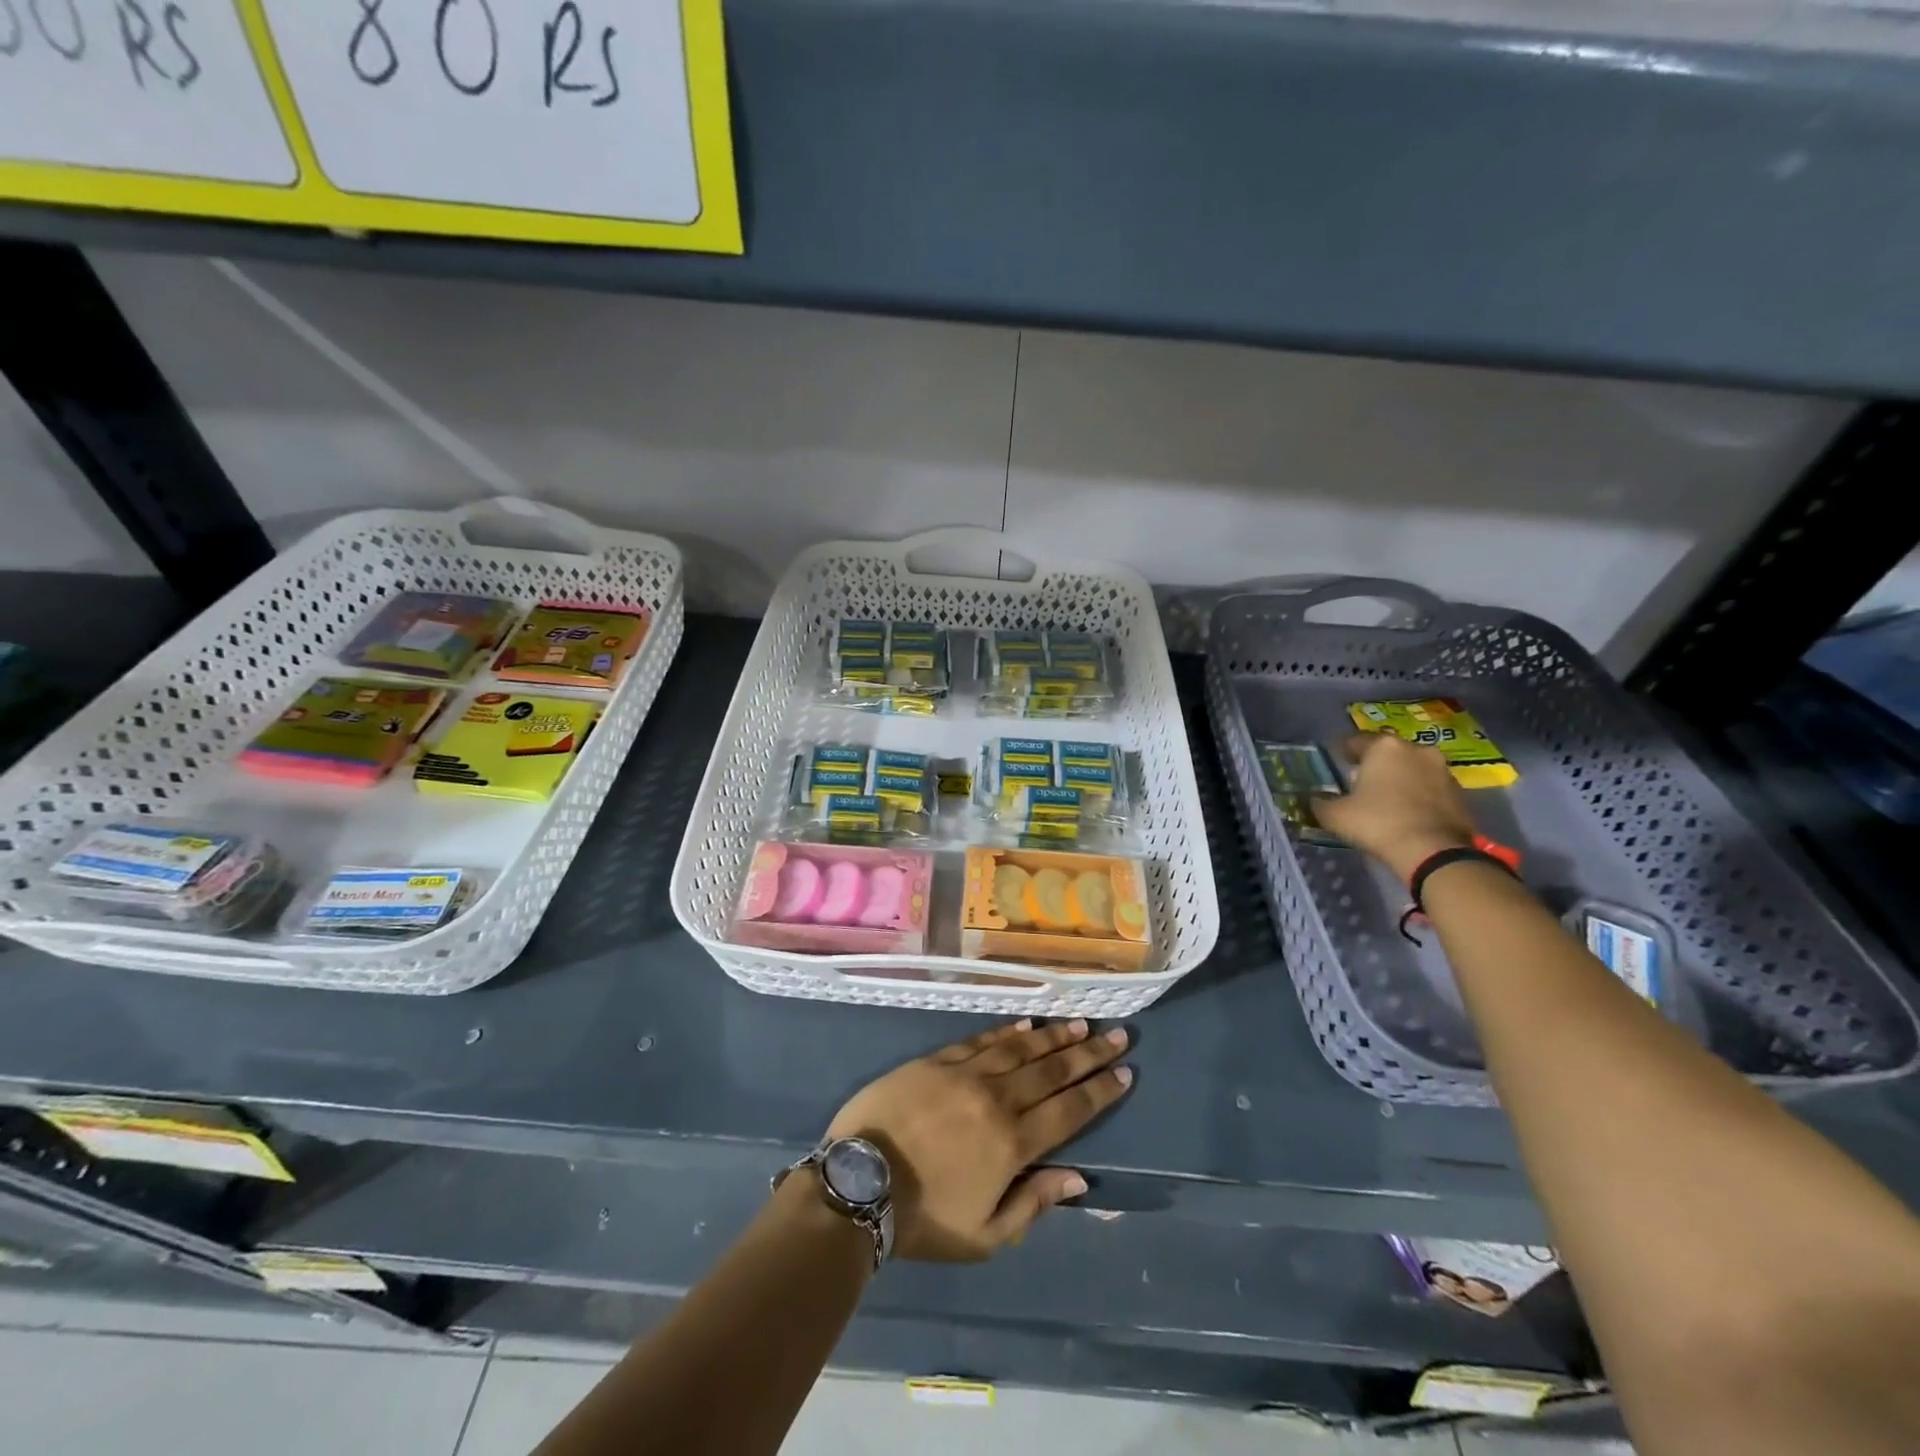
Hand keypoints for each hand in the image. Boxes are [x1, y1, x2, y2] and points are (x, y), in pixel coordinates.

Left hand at [826, 1019, 1131, 1261]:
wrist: (859, 1183)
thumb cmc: (924, 1219)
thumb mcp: (985, 1235)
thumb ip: (1033, 1203)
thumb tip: (1078, 1178)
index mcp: (1013, 1143)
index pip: (1070, 1110)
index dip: (1100, 1091)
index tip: (1125, 1073)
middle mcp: (997, 1099)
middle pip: (1053, 1071)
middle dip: (1089, 1054)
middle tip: (1118, 1037)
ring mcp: (966, 1074)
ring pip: (1021, 1049)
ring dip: (1054, 1036)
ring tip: (1080, 1024)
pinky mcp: (938, 1060)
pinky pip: (981, 1040)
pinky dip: (1007, 1031)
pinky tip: (1026, 1024)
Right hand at [1314, 732, 1478, 880]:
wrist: (1434, 852)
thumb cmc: (1378, 823)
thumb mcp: (1334, 815)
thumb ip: (1320, 803)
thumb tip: (1315, 800)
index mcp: (1384, 747)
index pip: (1355, 741)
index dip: (1343, 752)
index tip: (1336, 764)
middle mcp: (1416, 750)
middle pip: (1388, 753)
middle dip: (1374, 765)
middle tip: (1360, 783)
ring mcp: (1443, 770)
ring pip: (1412, 769)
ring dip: (1400, 779)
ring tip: (1386, 801)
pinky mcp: (1460, 793)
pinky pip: (1430, 788)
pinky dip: (1418, 796)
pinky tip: (1408, 814)